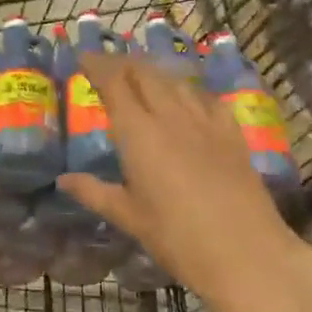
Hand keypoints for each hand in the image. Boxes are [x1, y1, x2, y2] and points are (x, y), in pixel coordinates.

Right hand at [56, 54, 311, 311]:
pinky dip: (189, 90)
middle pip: (145, 72)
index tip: (83, 57)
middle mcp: (171, 116)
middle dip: (123, 63)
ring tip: (142, 77)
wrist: (247, 255)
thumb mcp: (130, 218)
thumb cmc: (178, 239)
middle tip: (108, 67)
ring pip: (176, 81)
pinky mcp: (232, 134)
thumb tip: (64, 179)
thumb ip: (95, 193)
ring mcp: (205, 122)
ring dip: (154, 73)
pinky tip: (188, 99)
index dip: (97, 64)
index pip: (114, 82)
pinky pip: (206, 98)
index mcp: (139, 132)